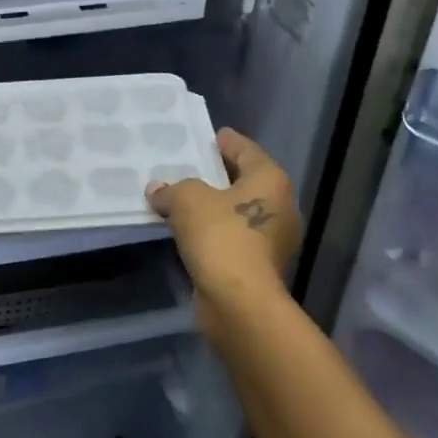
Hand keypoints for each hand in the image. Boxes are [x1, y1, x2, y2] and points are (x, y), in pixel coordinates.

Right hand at [145, 128, 299, 336]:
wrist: (239, 301)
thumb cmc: (220, 237)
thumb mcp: (187, 200)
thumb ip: (172, 189)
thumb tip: (158, 190)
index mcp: (270, 180)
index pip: (247, 150)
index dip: (227, 142)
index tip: (211, 136)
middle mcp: (279, 206)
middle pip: (245, 181)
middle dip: (218, 175)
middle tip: (190, 166)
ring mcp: (272, 239)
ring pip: (237, 211)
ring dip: (213, 206)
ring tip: (182, 198)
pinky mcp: (258, 265)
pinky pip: (231, 236)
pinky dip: (213, 231)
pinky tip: (188, 230)